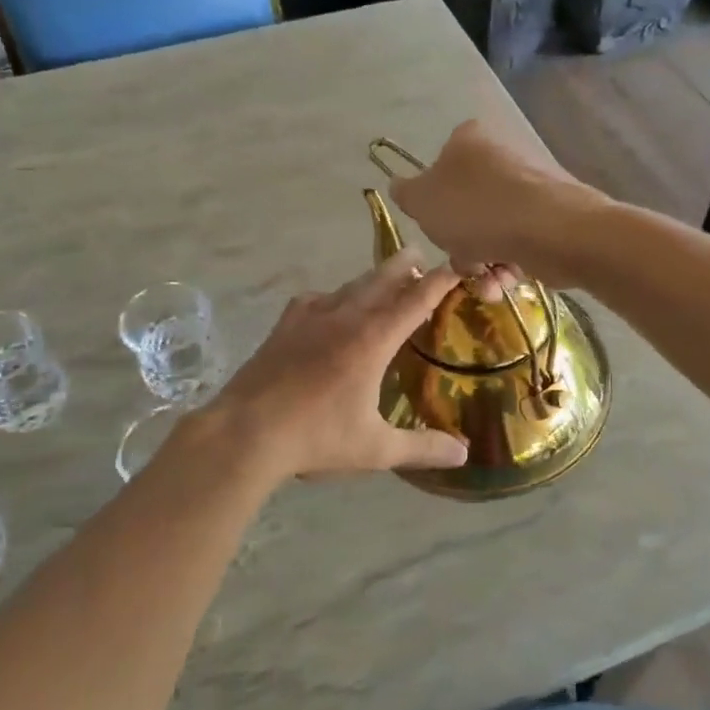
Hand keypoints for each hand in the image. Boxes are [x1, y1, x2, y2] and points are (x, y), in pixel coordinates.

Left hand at [200, 251, 469, 480]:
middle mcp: (344, 318)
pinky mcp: (284, 326)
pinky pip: (316, 299)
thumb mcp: (376, 449)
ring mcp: (309, 317)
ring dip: (372, 279)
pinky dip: (334, 296)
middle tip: (420, 254)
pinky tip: (331, 306)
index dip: (441, 280)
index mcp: (372, 340)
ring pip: (350, 286)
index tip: (459, 265)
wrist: (245, 432)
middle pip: (381, 279)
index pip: (416, 300)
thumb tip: (464, 454)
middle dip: (405, 265)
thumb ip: (422, 447)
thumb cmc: (316, 437)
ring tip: (384, 280)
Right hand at [387, 120, 604, 287]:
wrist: (552, 230)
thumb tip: (400, 186)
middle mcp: (500, 155)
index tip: (436, 229)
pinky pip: (519, 241)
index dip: (433, 206)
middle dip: (461, 245)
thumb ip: (406, 194)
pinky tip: (508, 281)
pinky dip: (509, 263)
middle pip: (466, 207)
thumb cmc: (476, 210)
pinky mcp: (552, 214)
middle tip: (462, 262)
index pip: (438, 170)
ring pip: (491, 230)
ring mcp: (530, 185)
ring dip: (483, 263)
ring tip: (488, 282)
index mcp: (467, 140)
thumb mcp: (422, 201)